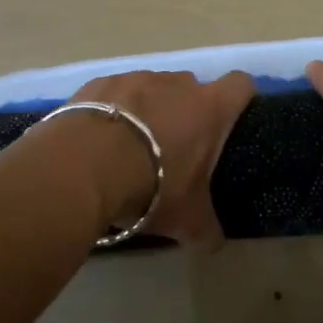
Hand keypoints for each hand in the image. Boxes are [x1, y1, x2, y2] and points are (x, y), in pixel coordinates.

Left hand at [67, 70, 255, 244]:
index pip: (241, 85)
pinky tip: (99, 140)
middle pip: (192, 87)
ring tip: (131, 145)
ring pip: (152, 88)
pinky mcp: (99, 83)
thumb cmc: (152, 186)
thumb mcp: (186, 219)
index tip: (230, 122)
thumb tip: (214, 243)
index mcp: (210, 109)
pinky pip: (114, 93)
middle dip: (186, 111)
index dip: (239, 99)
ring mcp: (136, 78)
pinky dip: (112, 111)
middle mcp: (177, 84)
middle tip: (175, 147)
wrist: (82, 167)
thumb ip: (206, 229)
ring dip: (148, 109)